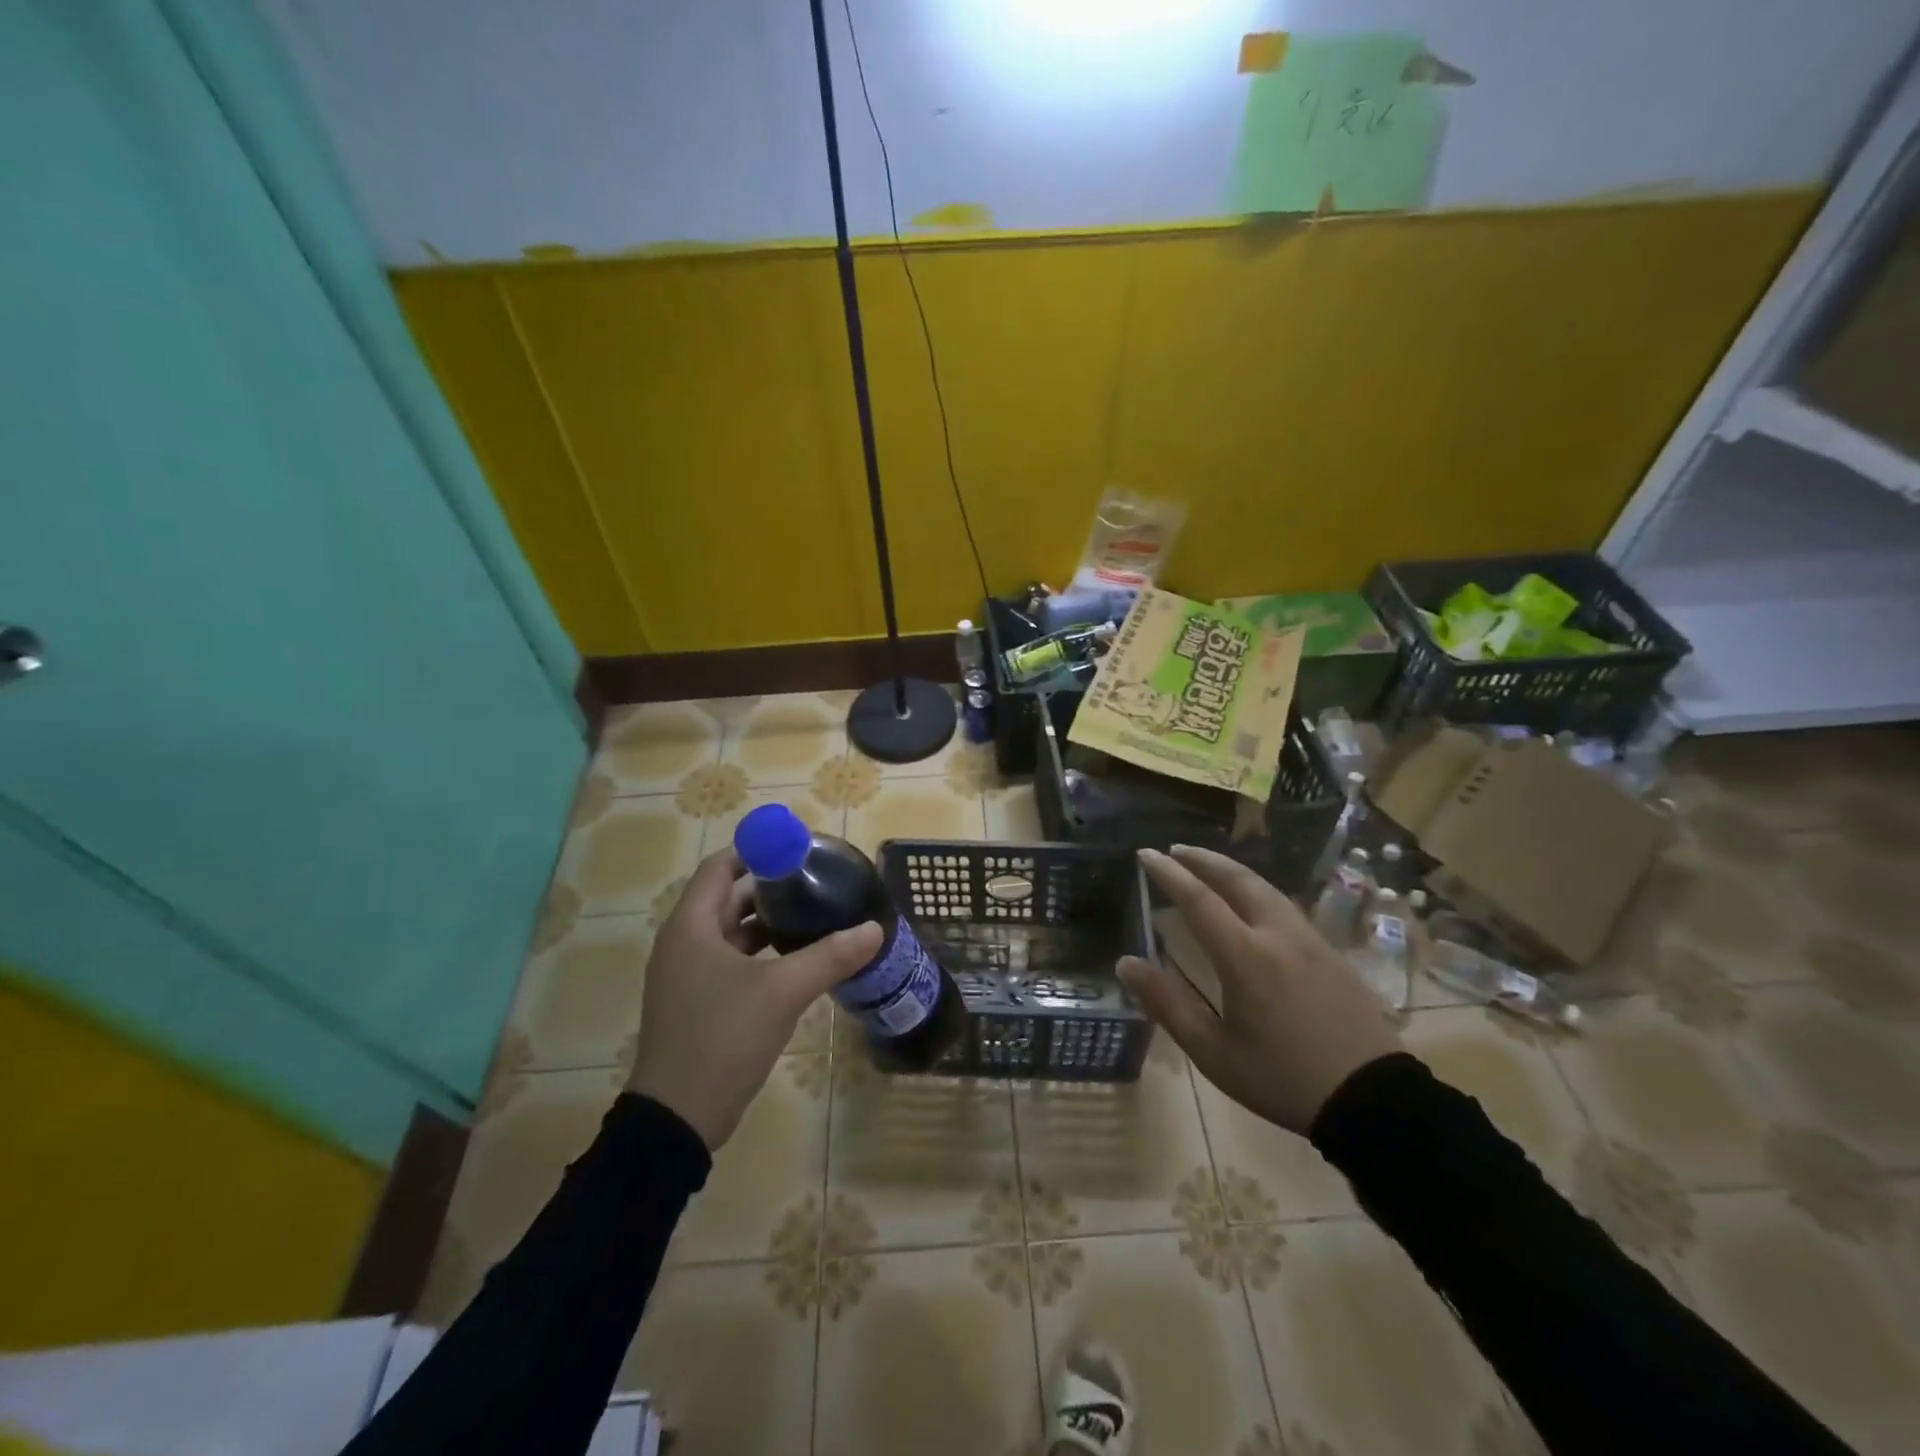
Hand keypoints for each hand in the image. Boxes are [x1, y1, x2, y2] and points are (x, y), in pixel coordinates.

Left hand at [626, 849, 882, 1149]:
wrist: (679, 1117)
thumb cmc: (723, 1037)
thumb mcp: (783, 991)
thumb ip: (830, 955)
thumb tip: (875, 929)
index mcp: (691, 927)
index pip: (720, 867)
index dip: (756, 853)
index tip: (797, 851)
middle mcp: (683, 943)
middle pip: (727, 898)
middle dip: (770, 888)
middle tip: (815, 882)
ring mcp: (688, 976)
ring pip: (731, 933)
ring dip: (768, 923)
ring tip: (814, 916)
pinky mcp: (698, 1003)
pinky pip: (732, 962)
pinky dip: (761, 954)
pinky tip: (797, 960)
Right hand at [1117, 845, 1400, 1135]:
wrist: (1372, 1101)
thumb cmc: (1282, 1078)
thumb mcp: (1214, 1051)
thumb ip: (1168, 1003)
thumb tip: (1125, 963)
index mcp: (1246, 957)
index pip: (1200, 900)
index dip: (1170, 874)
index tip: (1146, 854)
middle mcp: (1278, 935)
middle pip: (1238, 880)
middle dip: (1203, 859)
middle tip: (1175, 849)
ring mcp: (1310, 940)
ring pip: (1266, 888)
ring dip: (1231, 870)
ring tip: (1208, 866)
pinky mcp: (1331, 952)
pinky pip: (1285, 904)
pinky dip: (1257, 889)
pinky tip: (1252, 901)